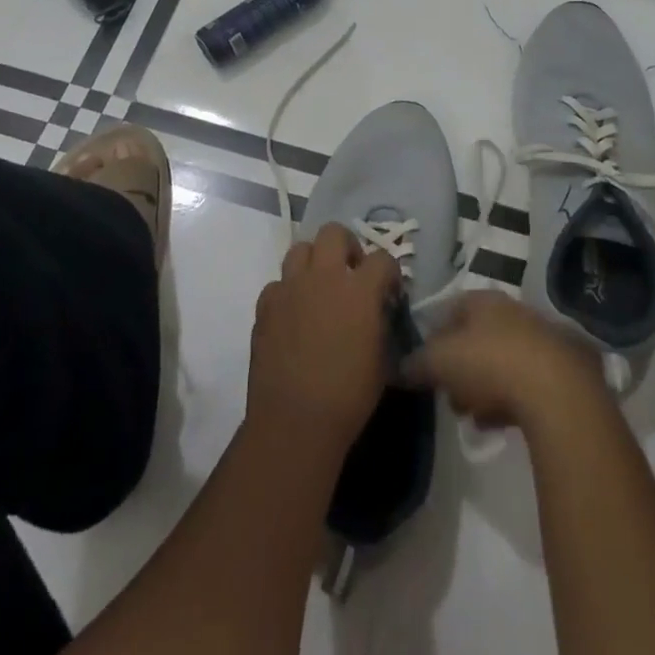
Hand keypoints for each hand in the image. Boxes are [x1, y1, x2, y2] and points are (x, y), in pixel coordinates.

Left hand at [248, 223, 401, 456]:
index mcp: (359, 289)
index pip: (382, 258)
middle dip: (347, 246)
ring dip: (314, 262)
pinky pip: (277, 284)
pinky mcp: (265, 305)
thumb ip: (380, 323)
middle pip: (334, 232)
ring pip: (300, 249)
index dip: (389, 272)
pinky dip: (287, 293)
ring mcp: (290, 287)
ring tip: (319, 287)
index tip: (389, 290)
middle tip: (350, 273)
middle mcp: (323, 277)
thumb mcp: (382, 359)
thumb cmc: (348, 396)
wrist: (295, 421)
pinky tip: (293, 315)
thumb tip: (377, 310)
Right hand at [403, 290, 604, 430]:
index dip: (433, 334)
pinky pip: (524, 385)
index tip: (423, 362)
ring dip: (482, 386)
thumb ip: (417, 362)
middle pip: (477, 337)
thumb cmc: (490, 362)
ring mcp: (539, 341)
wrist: (557, 391)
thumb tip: (399, 366)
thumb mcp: (440, 361)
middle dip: (459, 366)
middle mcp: (512, 312)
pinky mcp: (560, 373)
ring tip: (468, 415)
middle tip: (446, 394)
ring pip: (501, 361)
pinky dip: (506, 401)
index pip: (451, 308)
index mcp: (484, 300)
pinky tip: (494, 424)